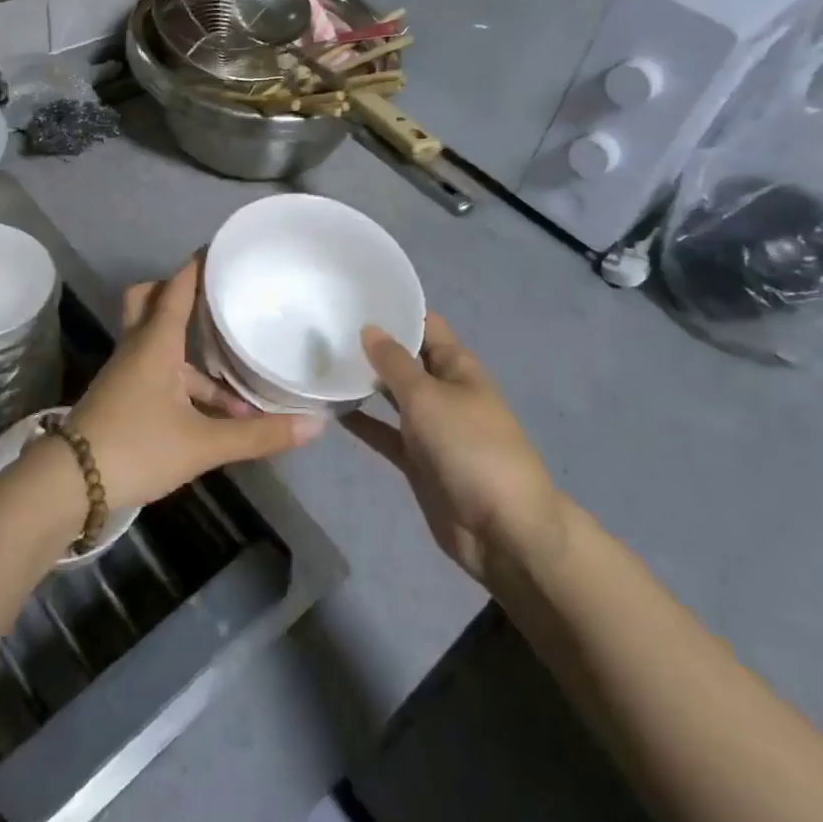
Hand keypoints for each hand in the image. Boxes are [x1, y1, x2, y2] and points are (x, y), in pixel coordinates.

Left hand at [65, 256, 323, 511]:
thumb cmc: (136, 447)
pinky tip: (213, 418)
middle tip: (210, 296)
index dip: (197, 266)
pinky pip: (156, 374)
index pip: (177, 288)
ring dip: (193, 357)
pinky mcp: (121, 398)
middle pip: (149, 301)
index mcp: (156, 343)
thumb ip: (257, 435)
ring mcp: (125, 374)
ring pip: (158, 345)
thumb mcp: (202, 444)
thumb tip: (314, 424)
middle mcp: (138, 348)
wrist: (68, 486)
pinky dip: (183, 384)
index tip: (218, 247)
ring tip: (238, 386)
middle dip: (176, 292)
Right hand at [344, 313, 560, 581]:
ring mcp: (430, 426)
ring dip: (363, 381)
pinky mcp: (416, 459)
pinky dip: (361, 421)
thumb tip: (370, 328)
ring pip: (391, 395)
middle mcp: (443, 389)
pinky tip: (330, 409)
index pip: (426, 324)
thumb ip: (396, 363)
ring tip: (320, 361)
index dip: (397, 307)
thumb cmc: (471, 447)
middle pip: (405, 358)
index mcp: (457, 366)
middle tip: (324, 324)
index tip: (355, 292)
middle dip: (372, 344)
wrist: (502, 528)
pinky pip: (384, 432)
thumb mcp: (429, 397)